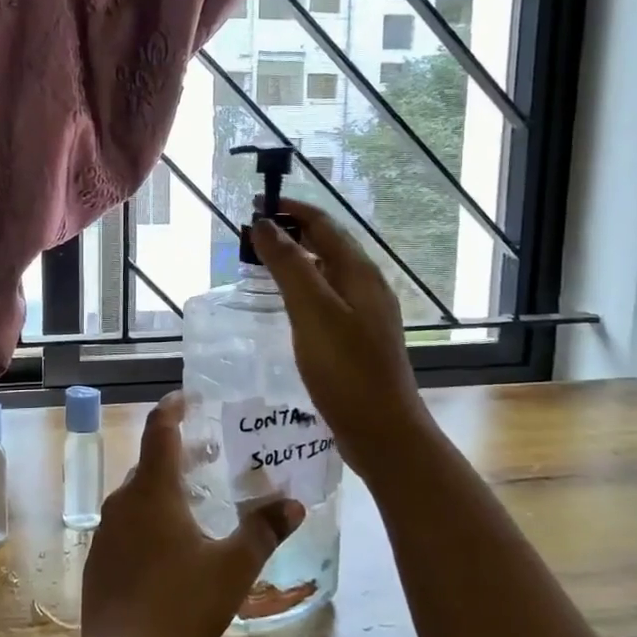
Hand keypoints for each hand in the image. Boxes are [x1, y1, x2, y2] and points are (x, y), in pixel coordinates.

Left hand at [81, 393, 303, 636]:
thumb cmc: (181, 605)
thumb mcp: (233, 567)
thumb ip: (263, 531)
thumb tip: (294, 504)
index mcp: (152, 491)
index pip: (159, 431)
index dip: (172, 408)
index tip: (186, 397)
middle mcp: (123, 501)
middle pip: (149, 464)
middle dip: (175, 455)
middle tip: (207, 457)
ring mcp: (105, 531)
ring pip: (136, 497)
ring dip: (161, 491)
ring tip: (192, 502)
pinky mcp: (98, 560)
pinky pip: (125, 525)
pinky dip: (146, 521)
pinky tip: (167, 548)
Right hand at [252, 200, 437, 480]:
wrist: (383, 431)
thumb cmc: (346, 370)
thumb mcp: (313, 312)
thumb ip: (289, 266)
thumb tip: (265, 224)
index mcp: (360, 273)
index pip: (324, 224)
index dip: (291, 210)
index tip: (256, 205)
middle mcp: (367, 286)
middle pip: (328, 244)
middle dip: (292, 232)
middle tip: (253, 234)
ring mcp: (365, 313)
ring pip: (326, 272)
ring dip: (296, 259)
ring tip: (262, 262)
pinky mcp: (358, 337)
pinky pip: (327, 298)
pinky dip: (302, 288)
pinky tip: (286, 305)